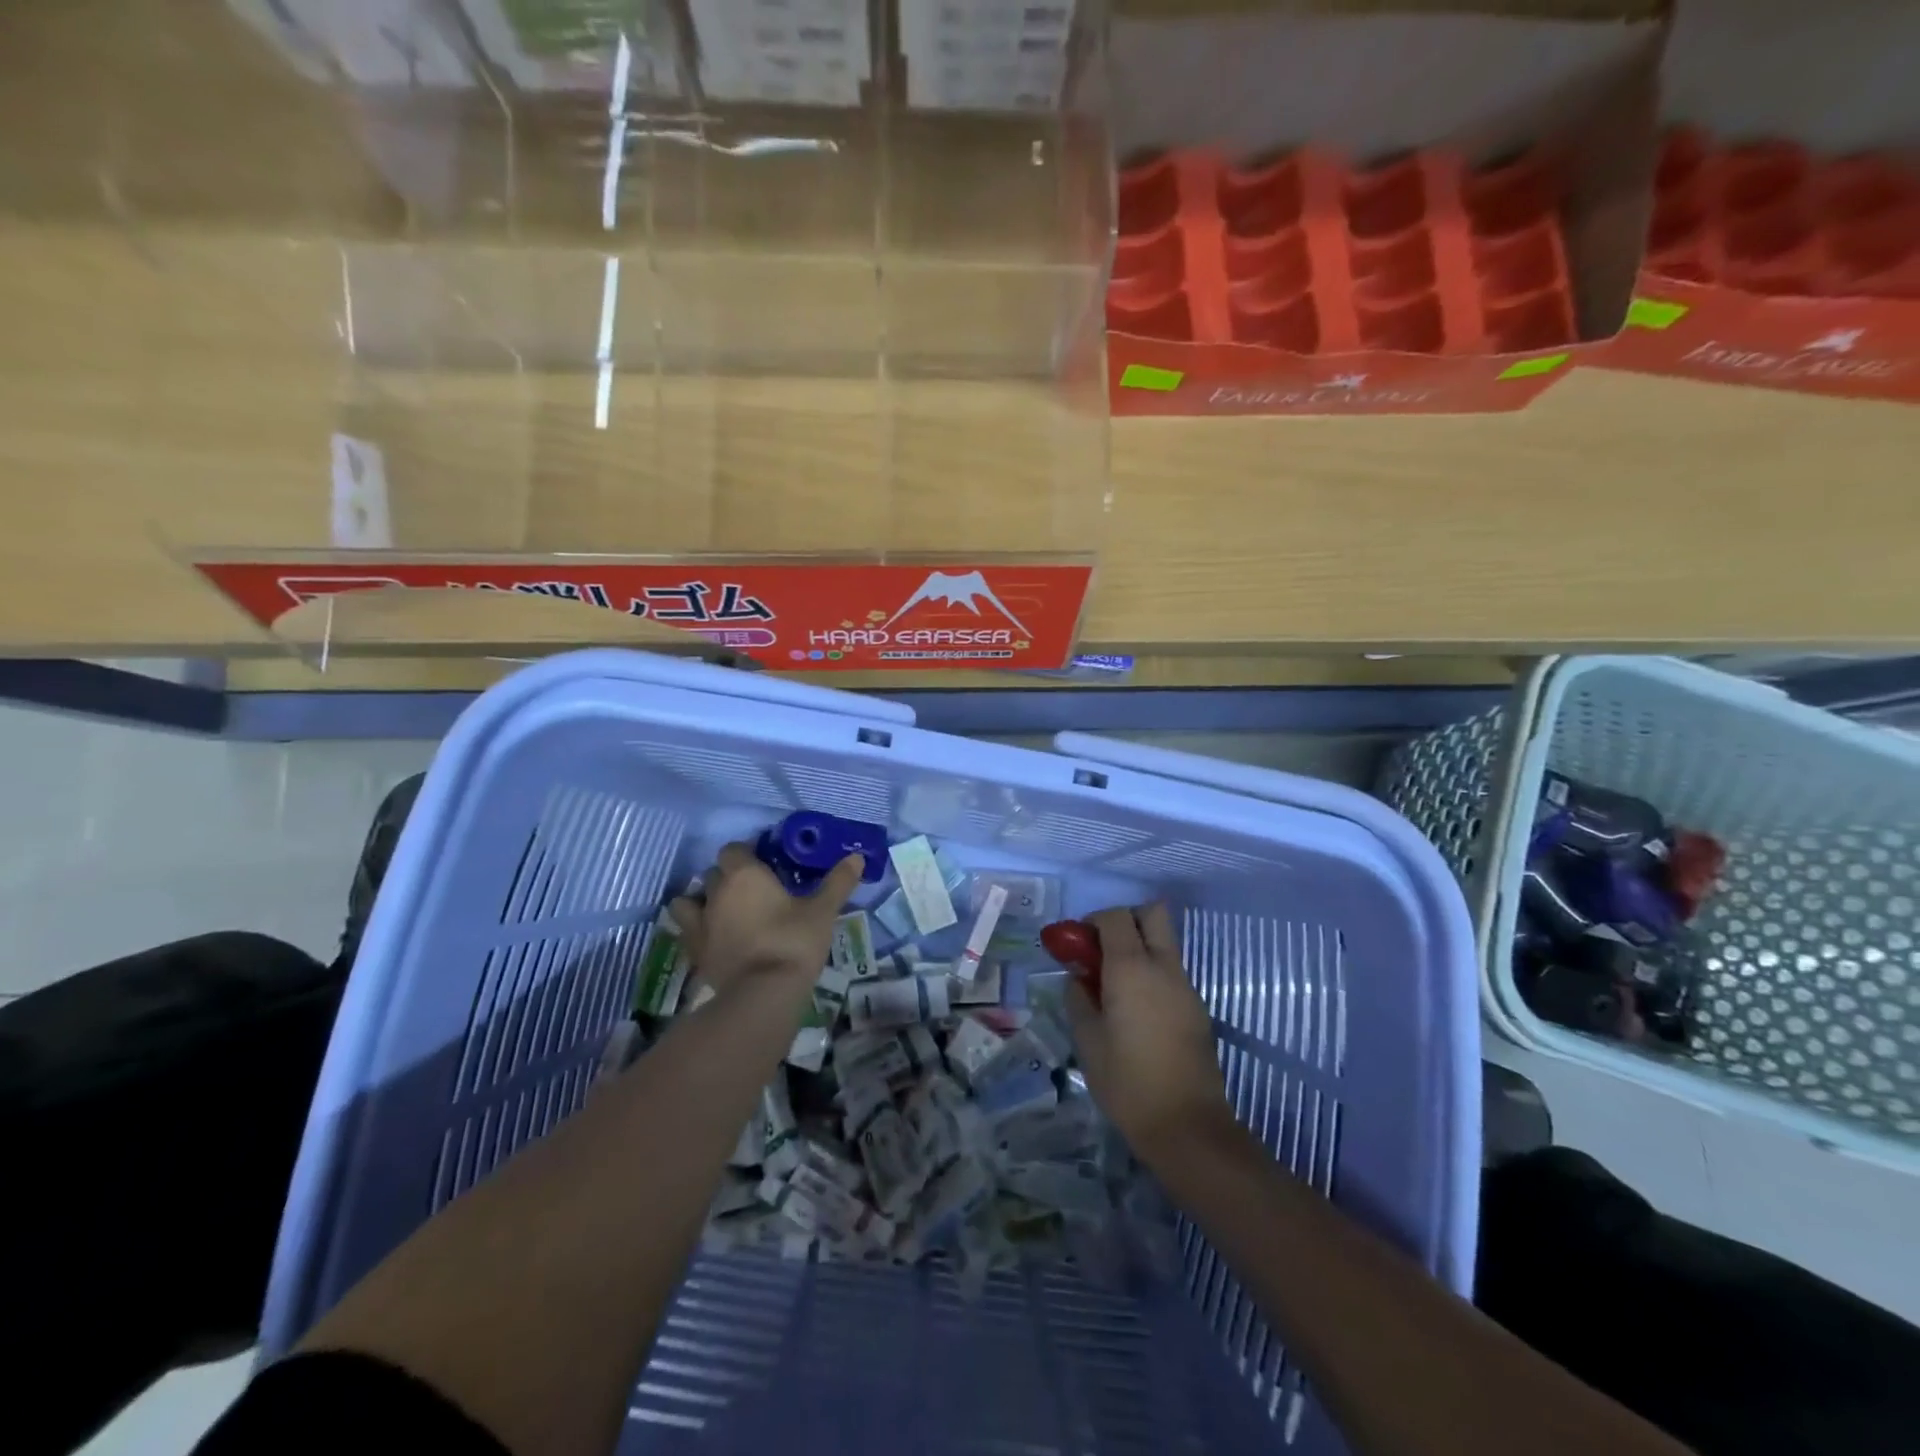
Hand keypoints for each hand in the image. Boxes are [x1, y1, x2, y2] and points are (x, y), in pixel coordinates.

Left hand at [670, 842, 863, 999]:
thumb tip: (857, 857)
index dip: (747, 855)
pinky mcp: (694, 951)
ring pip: (691, 900)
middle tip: (754, 891)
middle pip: (714, 873)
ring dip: (703, 900)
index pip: (734, 850)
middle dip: (729, 877)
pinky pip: (687, 930)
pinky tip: (715, 938)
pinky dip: (697, 929)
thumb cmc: (794, 941)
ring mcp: (700, 922)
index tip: (765, 866)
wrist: (763, 993)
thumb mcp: (822, 911)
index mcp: (745, 874)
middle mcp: (717, 892)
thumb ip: (838, 882)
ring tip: (725, 912)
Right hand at [1064, 903, 1231, 1158]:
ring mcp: (1185, 986)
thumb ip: (1079, 998)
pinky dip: (1152, 974)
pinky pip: (1171, 972)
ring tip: (1115, 988)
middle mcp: (1163, 966)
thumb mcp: (1087, 1039)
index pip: (1115, 916)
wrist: (1186, 1126)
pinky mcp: (1197, 1008)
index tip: (1078, 947)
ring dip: (1139, 949)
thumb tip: (1080, 978)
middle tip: (1103, 952)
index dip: (1093, 922)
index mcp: (1131, 968)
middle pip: (1152, 913)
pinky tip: (1137, 1012)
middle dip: (1125, 920)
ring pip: (1164, 943)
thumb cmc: (1127, 1081)